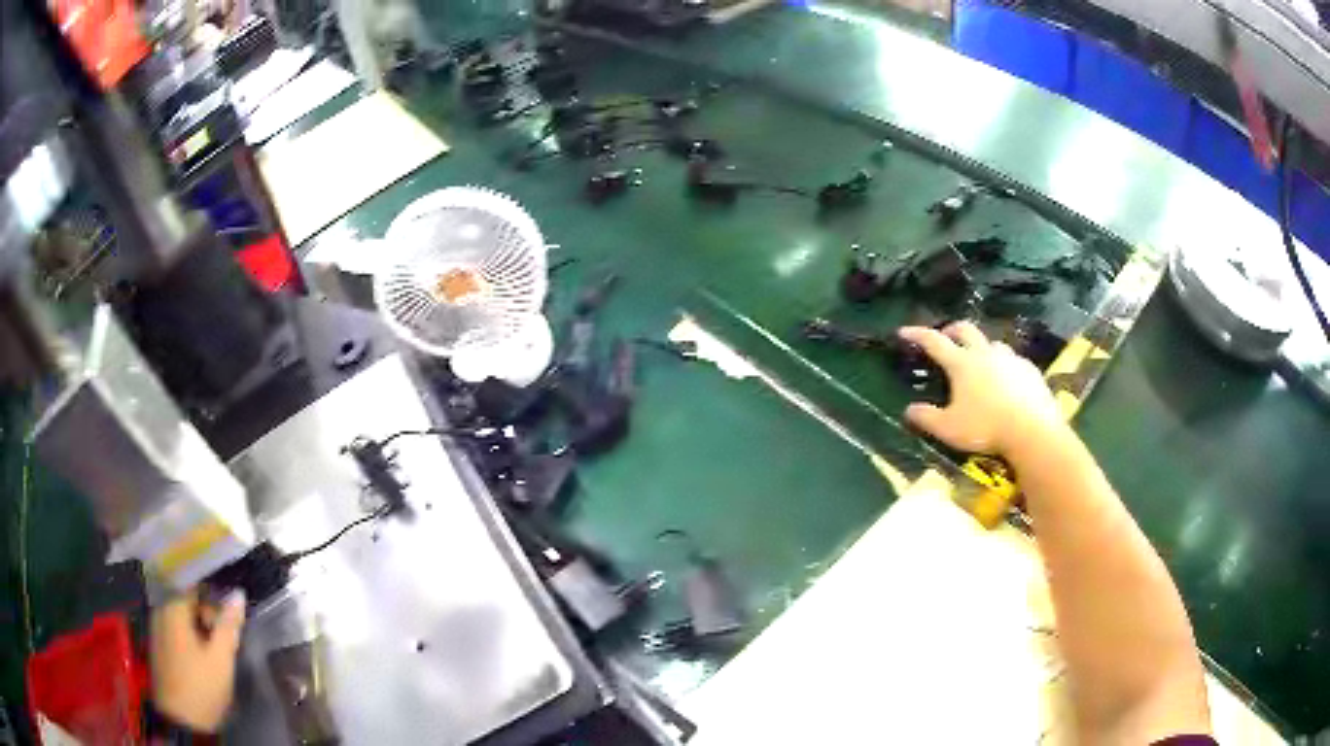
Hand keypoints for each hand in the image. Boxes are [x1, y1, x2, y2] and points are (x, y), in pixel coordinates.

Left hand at [150, 587, 246, 732]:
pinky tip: (203, 657)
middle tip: (228, 638)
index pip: (193, 584)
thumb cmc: (201, 686)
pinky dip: (191, 638)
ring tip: (218, 650)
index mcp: (173, 607)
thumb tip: (238, 594)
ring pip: (182, 617)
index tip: (230, 610)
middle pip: (187, 600)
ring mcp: (157, 630)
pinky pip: (176, 631)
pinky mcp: (159, 647)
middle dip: (208, 614)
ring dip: (200, 628)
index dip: (214, 593)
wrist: (181, 720)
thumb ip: (228, 624)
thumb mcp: (221, 658)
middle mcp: (160, 611)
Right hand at [900, 322, 1066, 457]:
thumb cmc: (986, 427)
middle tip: (947, 337)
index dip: (917, 335)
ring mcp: (1010, 359)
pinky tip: (1007, 382)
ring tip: (980, 362)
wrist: (1032, 430)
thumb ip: (926, 418)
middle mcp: (985, 354)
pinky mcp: (1029, 370)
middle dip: (952, 330)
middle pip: (966, 330)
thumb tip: (909, 410)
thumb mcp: (948, 429)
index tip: (904, 331)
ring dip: (981, 348)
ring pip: (992, 343)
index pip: (934, 342)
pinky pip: (1013, 361)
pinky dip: (1005, 366)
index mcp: (962, 364)